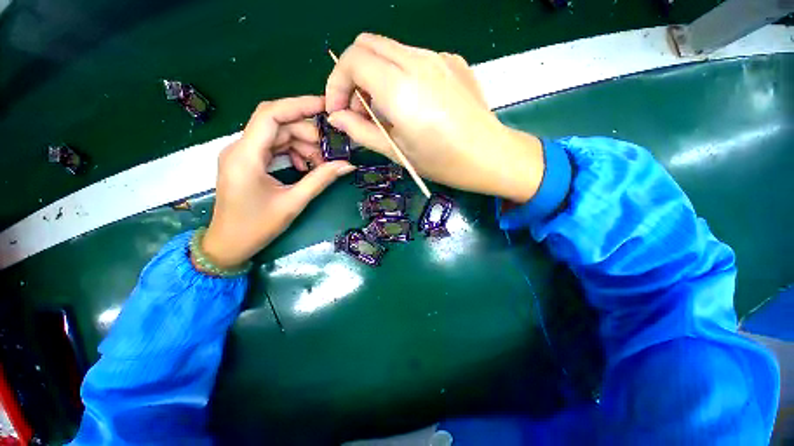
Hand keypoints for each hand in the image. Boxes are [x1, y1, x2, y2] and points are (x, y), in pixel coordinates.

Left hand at [200, 96, 355, 269]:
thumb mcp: (293, 203)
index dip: (299, 105)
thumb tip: (347, 165)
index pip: (271, 115)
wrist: (228, 245)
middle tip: (331, 150)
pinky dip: (292, 153)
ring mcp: (243, 154)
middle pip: (278, 125)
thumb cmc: (256, 227)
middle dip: (307, 133)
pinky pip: (273, 148)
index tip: (326, 106)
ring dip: (302, 145)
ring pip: (277, 136)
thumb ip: (320, 180)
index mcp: (246, 155)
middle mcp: (240, 148)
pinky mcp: (247, 162)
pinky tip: (305, 167)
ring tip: (321, 163)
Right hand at [325, 33, 543, 202]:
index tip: (339, 109)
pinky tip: (411, 104)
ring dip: (376, 76)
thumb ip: (362, 132)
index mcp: (400, 87)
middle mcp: (417, 61)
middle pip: (367, 44)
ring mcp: (438, 57)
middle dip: (353, 75)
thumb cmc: (443, 162)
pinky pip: (413, 58)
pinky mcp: (452, 61)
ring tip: (386, 111)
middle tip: (360, 110)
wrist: (490, 155)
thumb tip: (337, 118)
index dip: (336, 83)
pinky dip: (399, 75)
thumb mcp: (398, 152)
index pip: (352, 60)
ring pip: (390, 50)